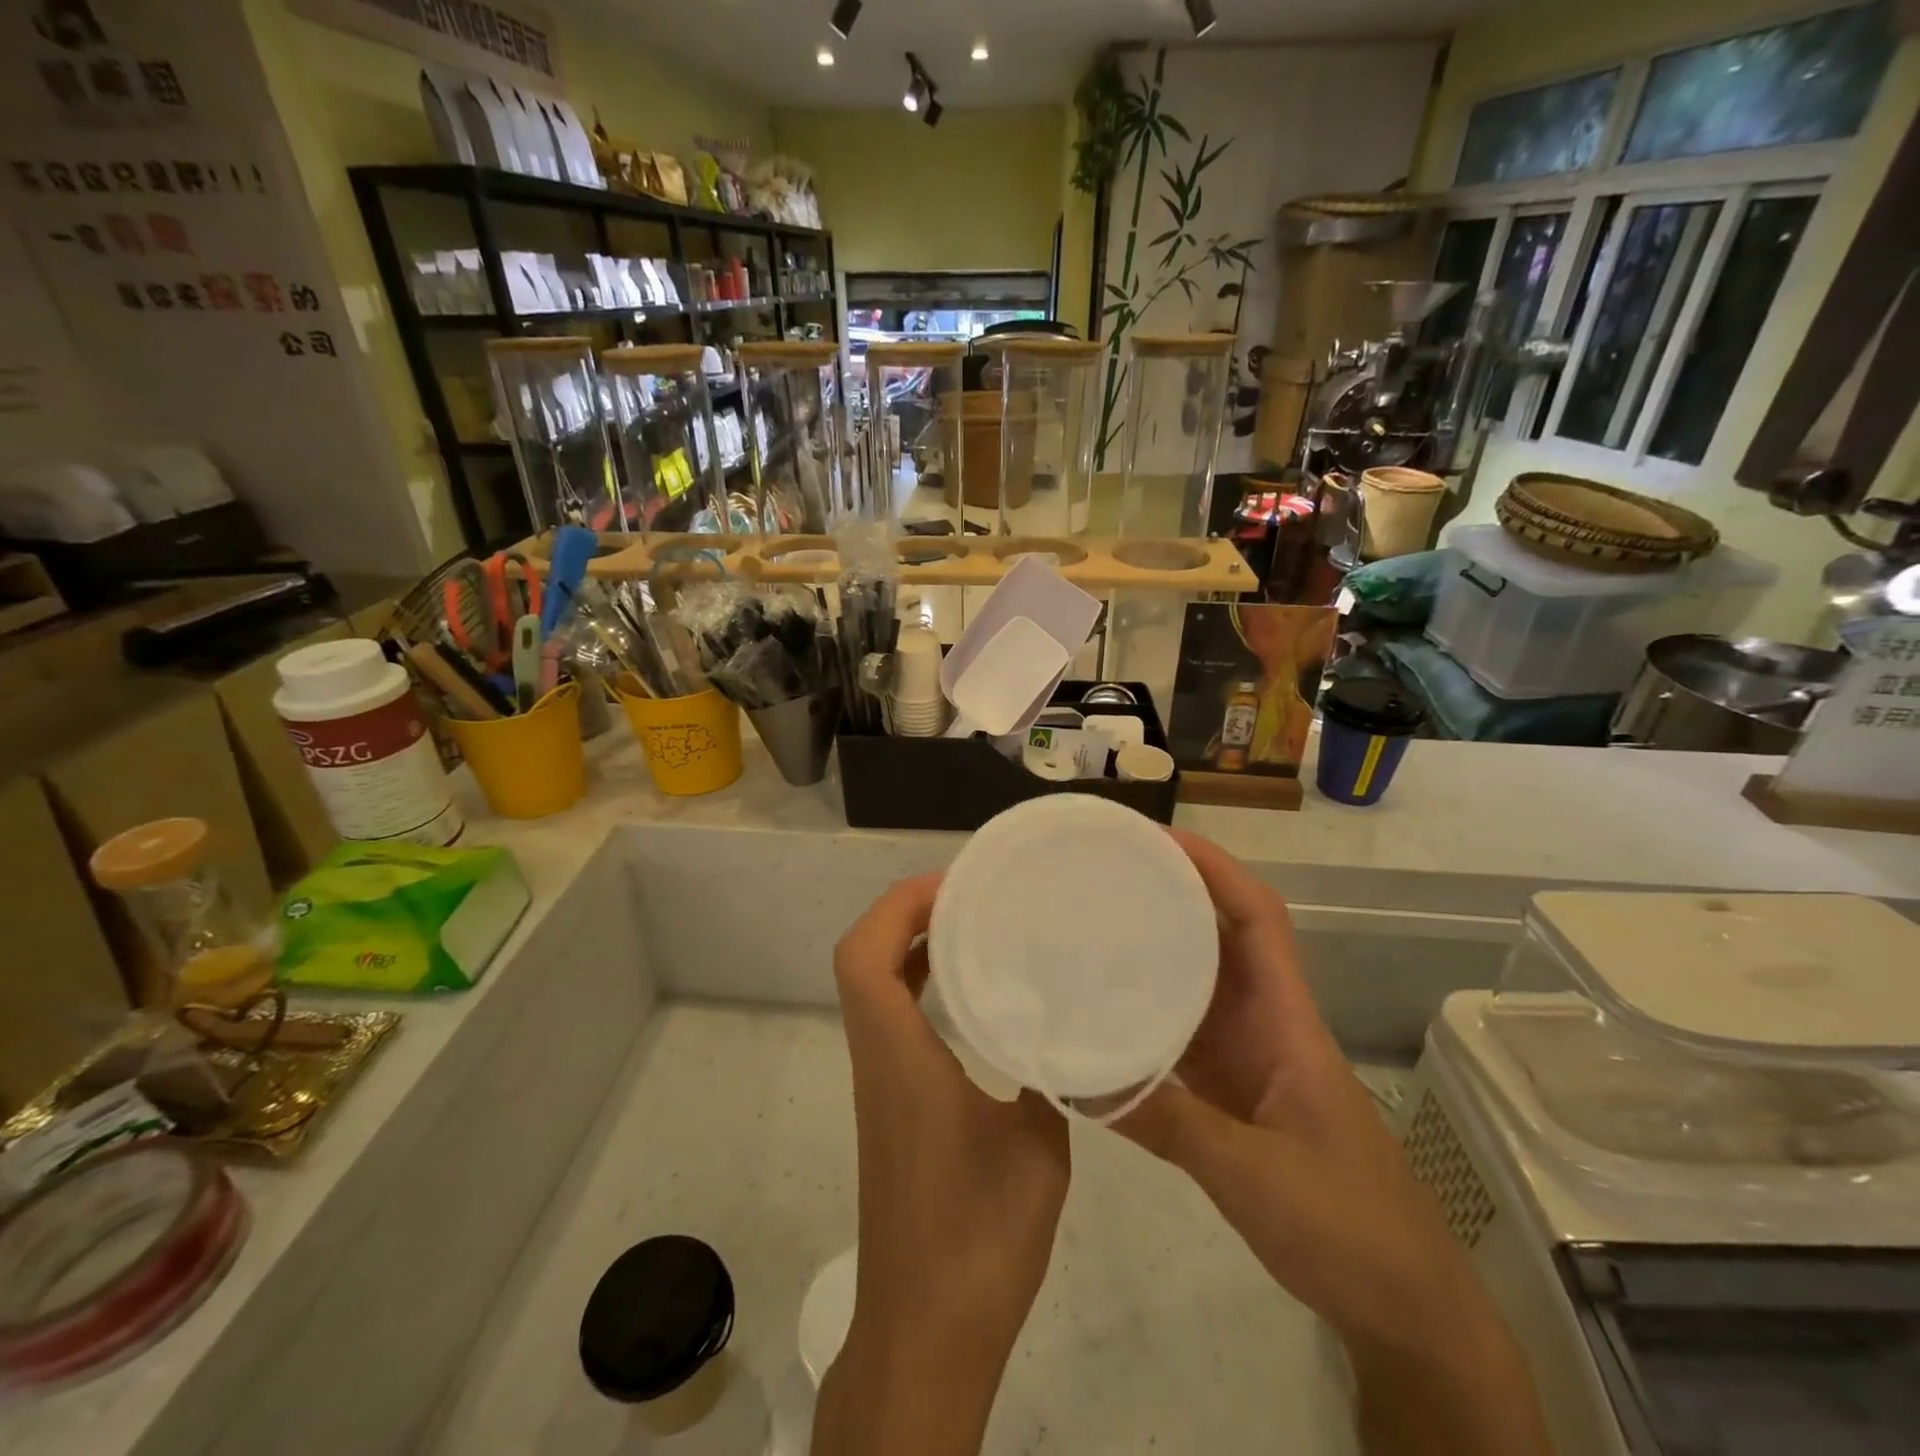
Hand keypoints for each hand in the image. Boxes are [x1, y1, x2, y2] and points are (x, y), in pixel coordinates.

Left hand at [814, 873, 1070, 1455]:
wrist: (926, 1331)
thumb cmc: (979, 1237)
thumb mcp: (1038, 1148)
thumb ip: (1049, 1078)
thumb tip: (1065, 1031)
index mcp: (899, 1057)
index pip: (863, 956)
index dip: (896, 906)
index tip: (953, 885)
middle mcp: (877, 1059)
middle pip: (860, 960)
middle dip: (904, 913)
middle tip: (968, 896)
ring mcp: (879, 1083)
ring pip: (871, 989)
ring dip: (908, 947)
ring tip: (971, 927)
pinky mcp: (891, 1106)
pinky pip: (890, 1020)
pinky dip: (917, 987)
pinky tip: (971, 996)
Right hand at [1118, 833, 1549, 1454]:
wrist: (1401, 1304)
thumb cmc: (1349, 1226)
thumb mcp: (1255, 1176)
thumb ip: (1169, 1124)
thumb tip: (1078, 1080)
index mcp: (1285, 1019)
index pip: (1257, 917)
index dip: (1213, 868)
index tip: (1156, 838)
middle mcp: (1264, 1022)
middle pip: (1219, 936)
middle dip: (1170, 894)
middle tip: (1103, 873)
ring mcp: (1246, 1057)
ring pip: (1197, 981)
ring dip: (1152, 948)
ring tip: (1091, 924)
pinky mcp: (1229, 1093)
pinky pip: (1180, 1034)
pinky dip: (1144, 1013)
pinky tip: (1101, 1011)